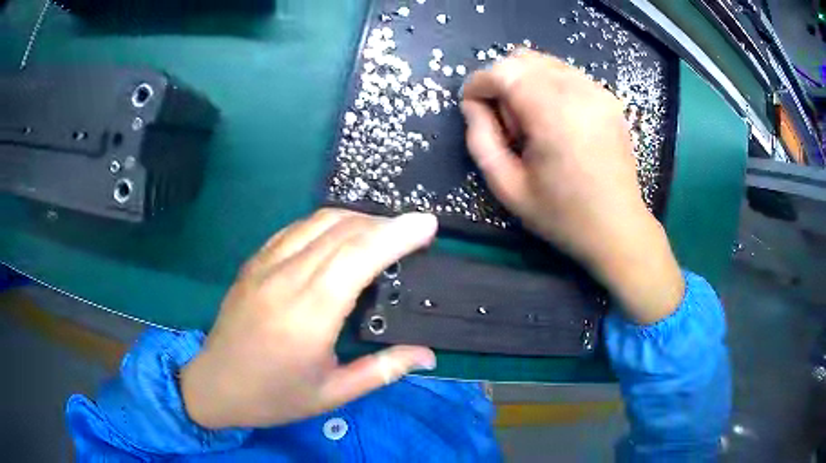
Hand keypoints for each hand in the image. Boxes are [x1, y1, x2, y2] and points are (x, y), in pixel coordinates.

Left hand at [180, 209, 437, 428]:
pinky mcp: (254, 262)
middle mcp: (285, 279)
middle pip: (342, 231)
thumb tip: (428, 355)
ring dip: (357, 218)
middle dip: (385, 223)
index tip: (427, 224)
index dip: (395, 234)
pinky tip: (341, 236)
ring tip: (383, 231)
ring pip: (318, 221)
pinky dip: (327, 223)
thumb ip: (383, 370)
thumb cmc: (274, 396)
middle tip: (413, 230)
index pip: (358, 257)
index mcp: (308, 316)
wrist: (215, 385)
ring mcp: (265, 265)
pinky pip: (296, 228)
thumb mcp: (332, 394)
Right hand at [461, 50, 683, 323]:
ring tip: (531, 121)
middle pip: (522, 59)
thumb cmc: (562, 215)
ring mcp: (598, 91)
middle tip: (506, 121)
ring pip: (545, 62)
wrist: (618, 227)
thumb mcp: (508, 188)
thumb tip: (472, 105)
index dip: (479, 84)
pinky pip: (566, 73)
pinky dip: (548, 84)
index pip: (503, 71)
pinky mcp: (608, 97)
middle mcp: (578, 91)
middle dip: (501, 81)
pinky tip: (554, 119)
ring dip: (525, 81)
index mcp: (553, 114)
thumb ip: (480, 140)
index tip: (472, 107)